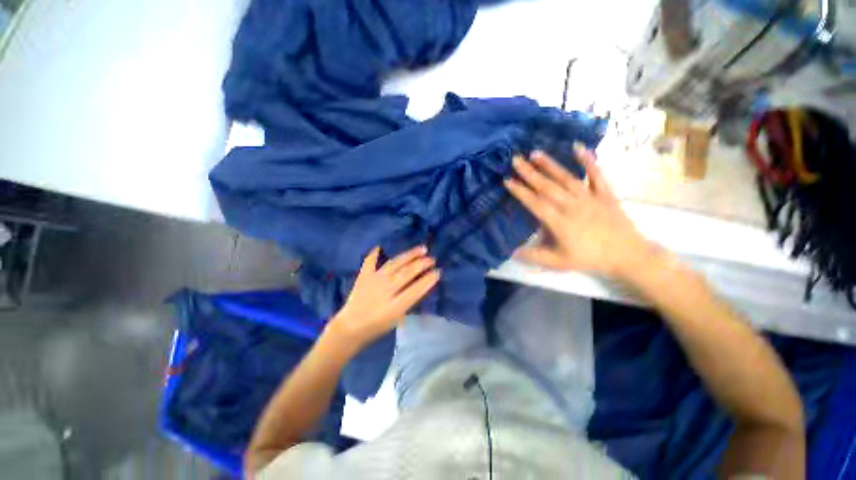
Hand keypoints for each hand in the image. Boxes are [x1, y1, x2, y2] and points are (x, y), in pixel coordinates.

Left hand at [328, 246, 439, 348]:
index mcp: (395, 306)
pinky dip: (374, 254)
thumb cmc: (377, 327)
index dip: (428, 280)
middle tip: (432, 259)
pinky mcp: (364, 277)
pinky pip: (370, 262)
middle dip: (422, 265)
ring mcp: (374, 281)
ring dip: (409, 255)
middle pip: (407, 273)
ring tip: (420, 249)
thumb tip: (420, 285)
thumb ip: (408, 301)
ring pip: (394, 264)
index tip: (438, 272)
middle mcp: (386, 290)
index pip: (416, 290)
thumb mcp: (397, 319)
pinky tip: (380, 247)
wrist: (350, 328)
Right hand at [504, 147, 652, 278]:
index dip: (520, 192)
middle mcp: (572, 206)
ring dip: (550, 164)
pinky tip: (578, 147)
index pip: (535, 203)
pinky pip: (596, 175)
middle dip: (529, 173)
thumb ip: (534, 256)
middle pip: (547, 187)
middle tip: (516, 159)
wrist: (627, 255)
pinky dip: (588, 160)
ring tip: (535, 153)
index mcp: (560, 222)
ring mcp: (590, 198)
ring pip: (566, 178)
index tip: (507, 180)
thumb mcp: (558, 263)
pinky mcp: (605, 193)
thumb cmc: (589, 259)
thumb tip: (511, 251)